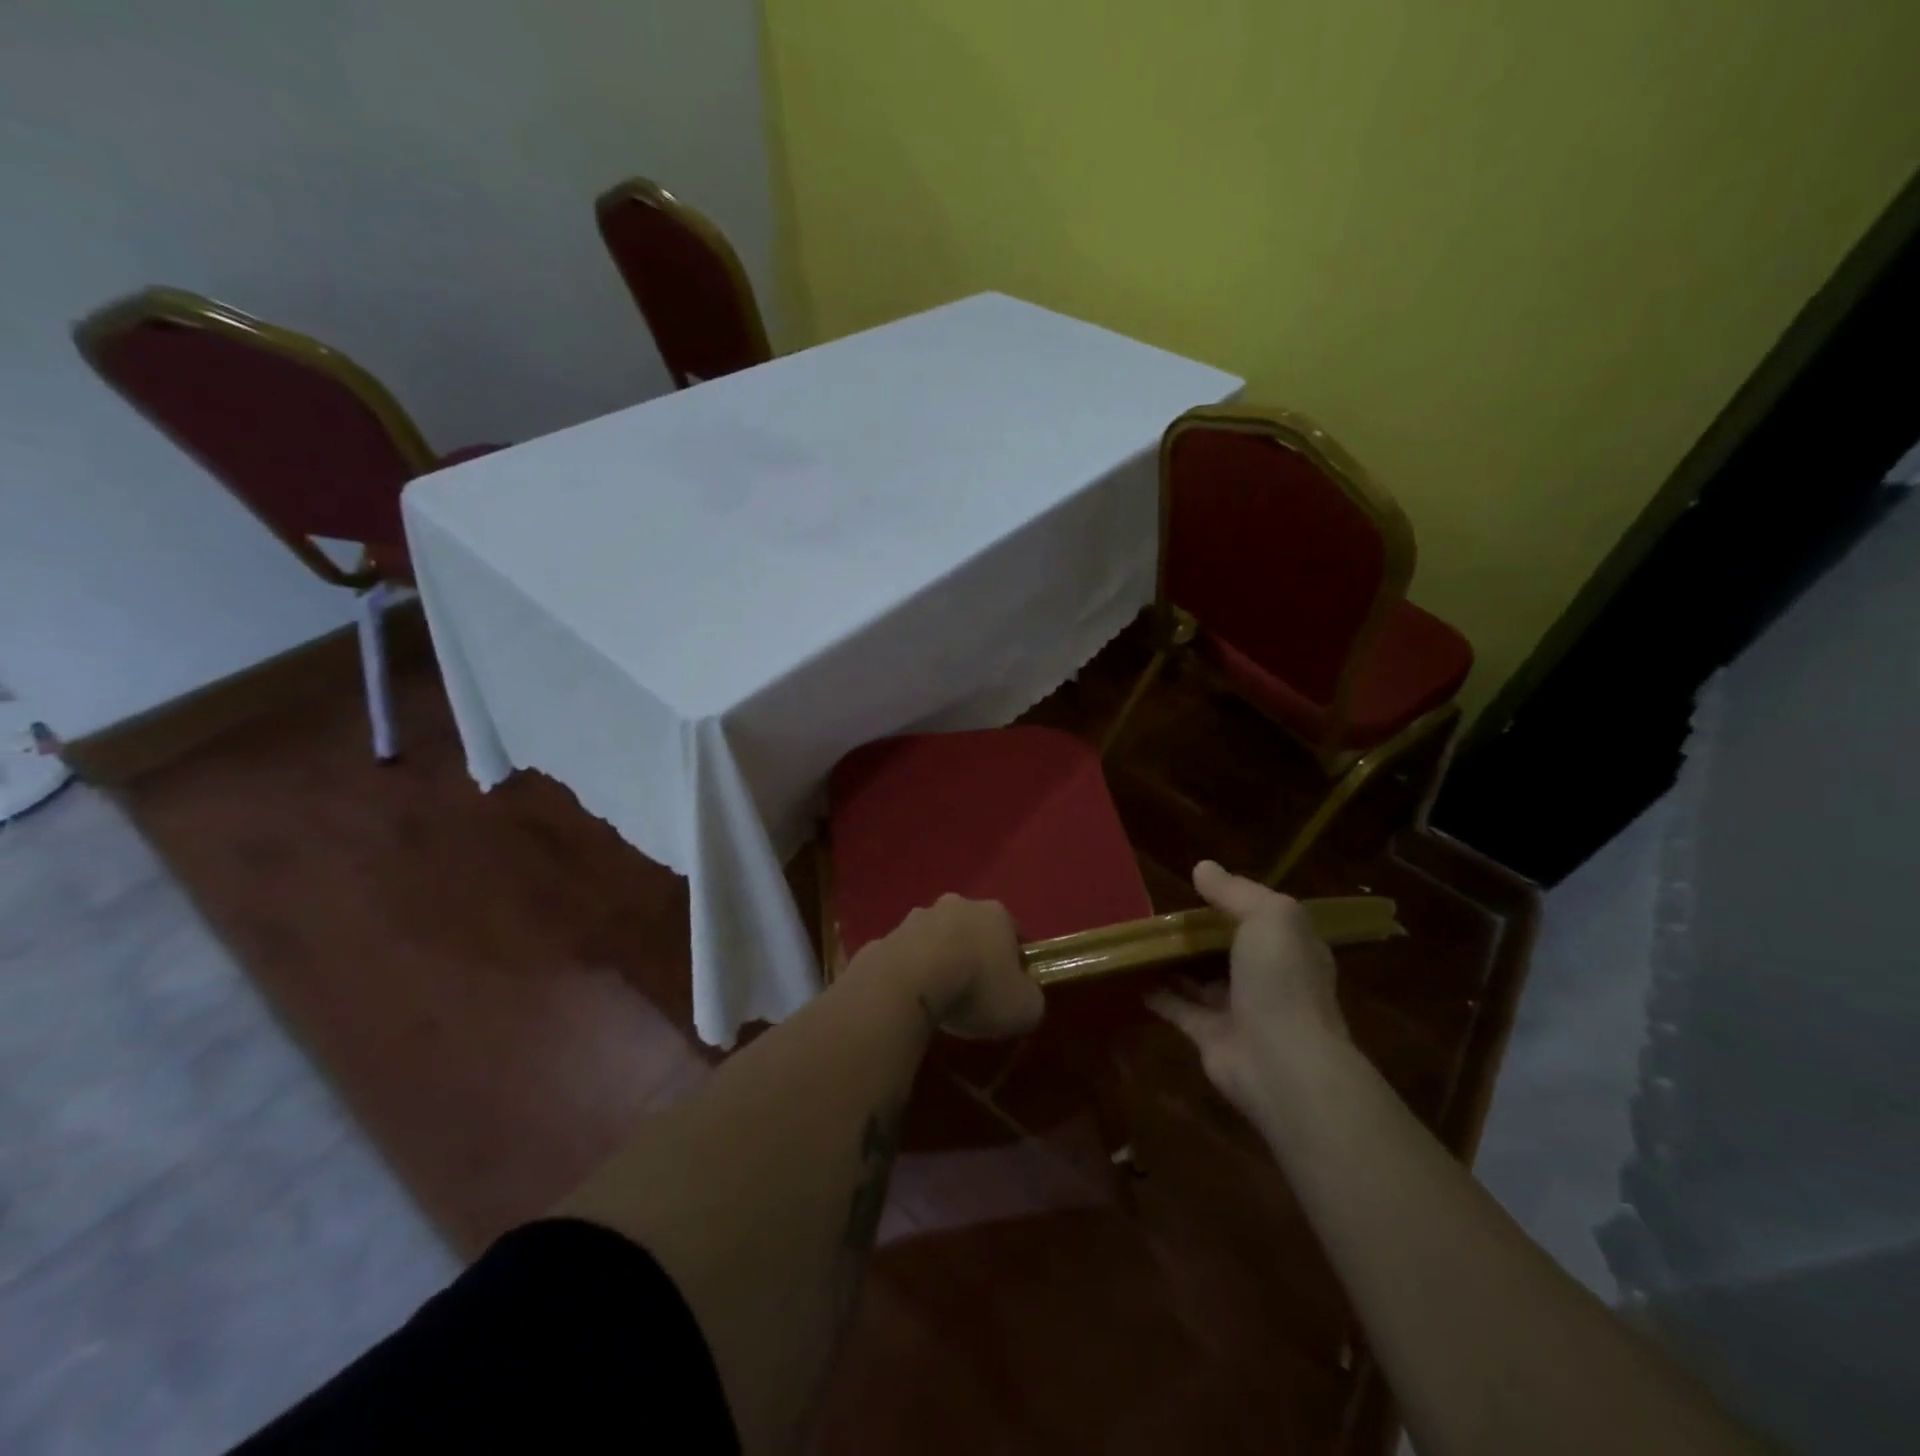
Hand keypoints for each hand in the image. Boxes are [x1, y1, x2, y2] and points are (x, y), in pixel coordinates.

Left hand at [857, 895, 1043, 1040]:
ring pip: (935, 938)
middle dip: (973, 954)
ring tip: (938, 997)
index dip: (1015, 962)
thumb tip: (1024, 998)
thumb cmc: (976, 988)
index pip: (1013, 933)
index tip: (1011, 990)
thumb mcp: (1024, 1007)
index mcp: (995, 914)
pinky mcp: (886, 936)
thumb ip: (1031, 999)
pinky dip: (909, 972)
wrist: (909, 982)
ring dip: (939, 960)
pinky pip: (905, 956)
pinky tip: (910, 998)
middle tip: (973, 992)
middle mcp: (957, 905)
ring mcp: (917, 917)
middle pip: (972, 930)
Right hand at [1146, 861, 1347, 1120]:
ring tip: (1138, 937)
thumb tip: (1202, 868)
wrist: (1282, 1063)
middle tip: (1157, 911)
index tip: (1197, 887)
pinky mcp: (1210, 1036)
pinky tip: (1131, 974)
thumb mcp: (1268, 916)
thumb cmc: (1281, 980)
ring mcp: (1240, 1008)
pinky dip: (1157, 992)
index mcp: (1290, 947)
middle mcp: (1269, 977)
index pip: (1262, 916)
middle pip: (1228, 947)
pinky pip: (1179, 1008)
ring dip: (1175, 961)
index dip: (1233, 900)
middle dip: (1198, 932)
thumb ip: (1234, 891)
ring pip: (1202, 977)